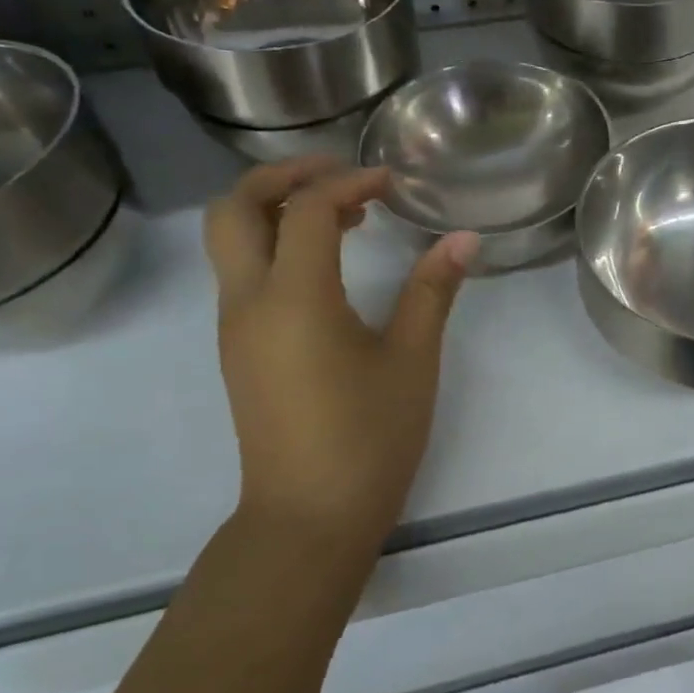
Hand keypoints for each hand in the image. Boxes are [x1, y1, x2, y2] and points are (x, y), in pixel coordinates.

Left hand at [204, 160, 477, 542]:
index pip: (305, 210)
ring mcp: (235, 328)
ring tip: (342, 217)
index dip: (348, 184)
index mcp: (293, 298)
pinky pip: (242, 274)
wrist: (308, 517)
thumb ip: (433, 291)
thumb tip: (463, 238)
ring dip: (275, 210)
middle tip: (339, 175)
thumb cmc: (368, 436)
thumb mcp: (412, 359)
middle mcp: (249, 301)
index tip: (391, 184)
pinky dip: (273, 246)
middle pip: (235, 209)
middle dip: (282, 176)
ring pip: (230, 240)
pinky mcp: (239, 350)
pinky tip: (325, 266)